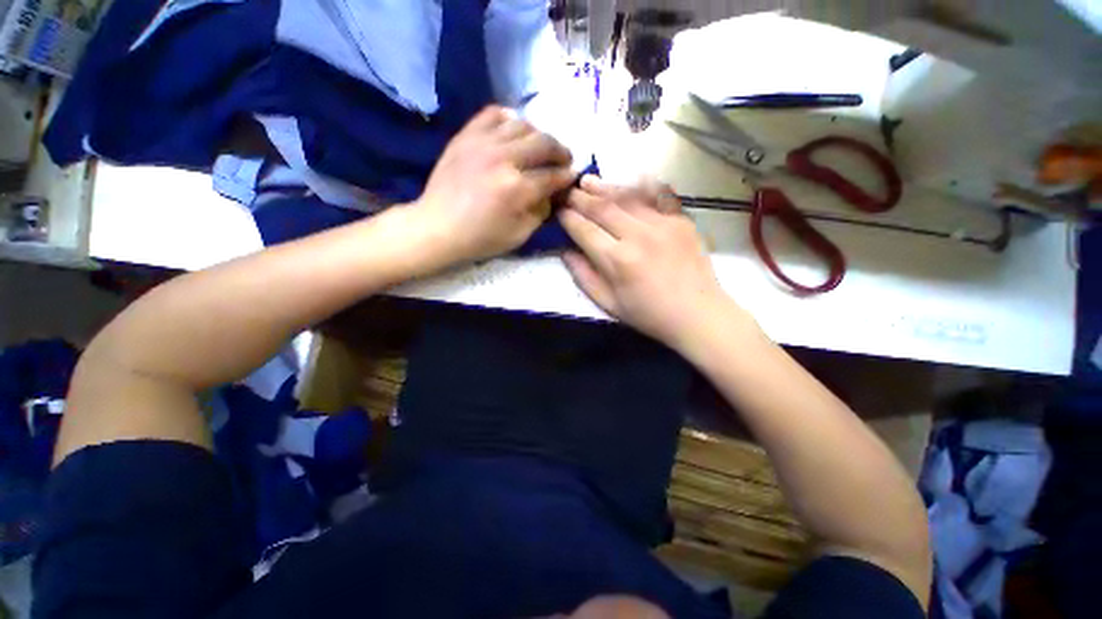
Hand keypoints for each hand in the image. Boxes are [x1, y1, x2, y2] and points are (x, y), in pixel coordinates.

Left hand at [409, 105, 575, 265]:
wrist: (437, 227)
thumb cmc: (480, 238)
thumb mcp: (519, 235)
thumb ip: (541, 212)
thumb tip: (552, 193)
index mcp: (517, 189)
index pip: (553, 176)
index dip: (567, 176)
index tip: (573, 176)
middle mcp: (503, 159)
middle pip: (544, 143)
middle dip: (560, 151)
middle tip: (564, 159)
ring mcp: (482, 143)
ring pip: (523, 125)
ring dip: (538, 135)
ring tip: (540, 147)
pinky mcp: (466, 136)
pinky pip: (493, 114)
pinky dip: (509, 119)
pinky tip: (514, 131)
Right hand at [559, 177, 748, 348]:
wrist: (698, 313)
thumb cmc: (648, 315)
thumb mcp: (608, 304)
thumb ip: (584, 276)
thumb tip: (565, 251)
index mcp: (617, 260)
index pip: (584, 230)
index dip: (567, 218)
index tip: (558, 211)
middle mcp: (638, 235)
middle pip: (602, 208)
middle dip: (580, 197)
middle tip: (567, 190)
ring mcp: (662, 223)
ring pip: (626, 197)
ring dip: (604, 187)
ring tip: (587, 180)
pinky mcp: (680, 219)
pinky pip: (656, 195)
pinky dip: (640, 185)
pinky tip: (628, 179)